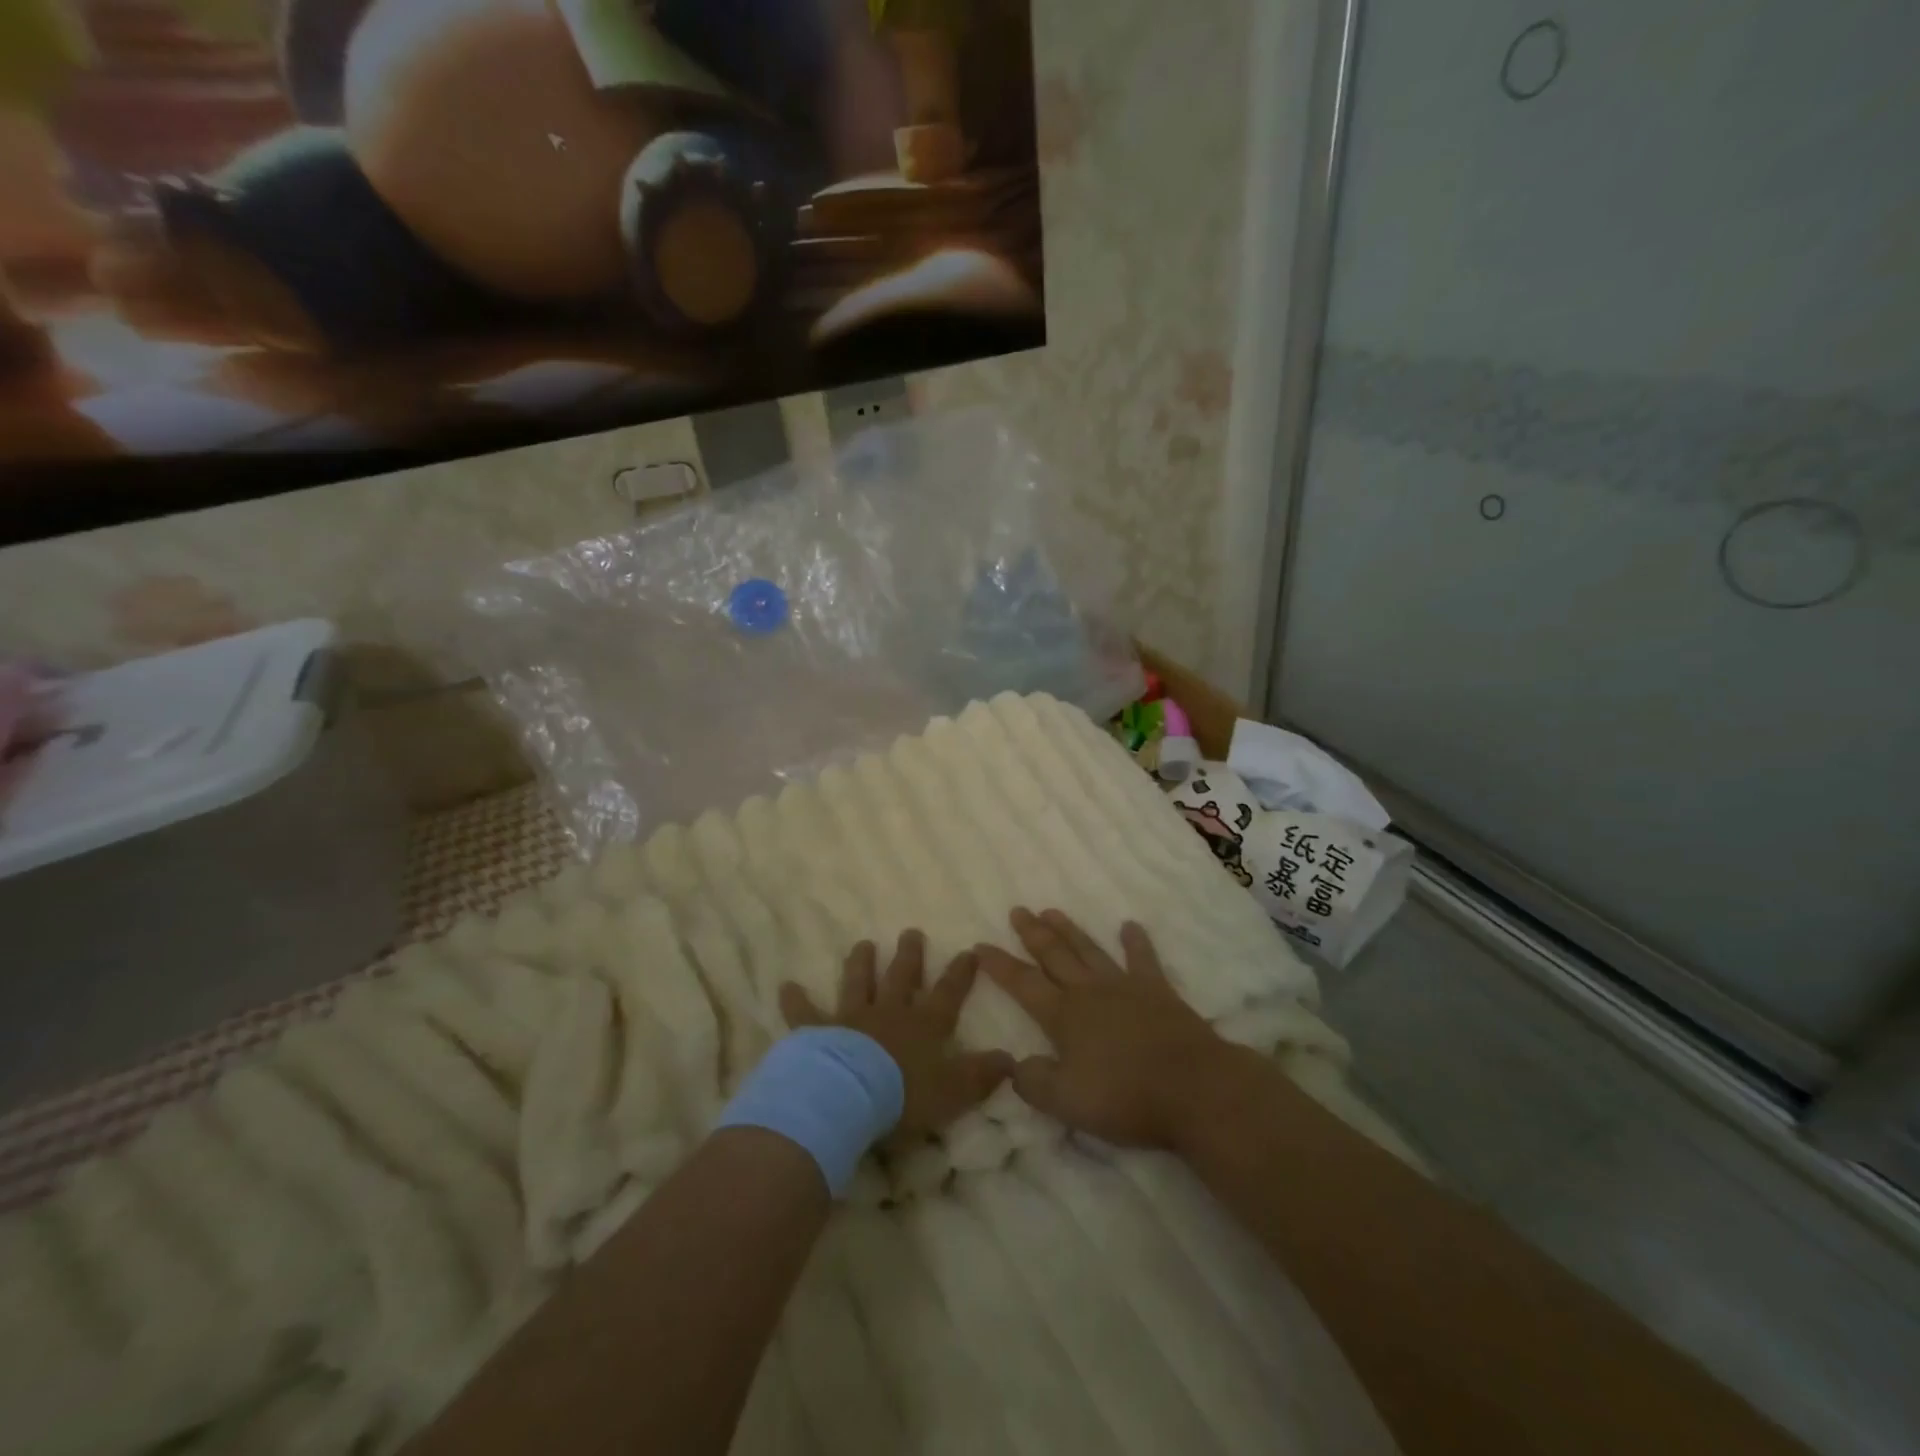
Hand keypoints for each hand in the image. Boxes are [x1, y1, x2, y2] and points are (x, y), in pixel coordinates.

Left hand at [780, 931, 1013, 1137]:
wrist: (848, 1097)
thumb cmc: (904, 1096)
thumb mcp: (954, 1091)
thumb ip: (981, 1075)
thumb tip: (1012, 1061)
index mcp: (923, 1026)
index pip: (948, 994)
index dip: (960, 973)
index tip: (969, 950)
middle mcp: (889, 1013)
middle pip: (902, 977)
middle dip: (909, 955)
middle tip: (911, 932)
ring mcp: (851, 1018)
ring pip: (859, 983)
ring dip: (861, 964)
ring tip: (863, 944)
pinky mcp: (817, 1032)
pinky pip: (805, 1013)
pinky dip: (795, 1000)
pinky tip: (786, 986)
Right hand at [976, 909, 1227, 1149]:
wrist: (1193, 1088)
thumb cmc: (1125, 1097)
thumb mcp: (1066, 1102)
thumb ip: (1034, 1082)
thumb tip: (1014, 1065)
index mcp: (1063, 1016)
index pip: (1022, 984)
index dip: (999, 965)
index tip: (979, 945)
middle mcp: (1089, 992)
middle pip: (1055, 956)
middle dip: (1033, 934)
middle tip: (1018, 911)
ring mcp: (1125, 987)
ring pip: (1089, 950)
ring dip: (1069, 930)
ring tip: (1052, 911)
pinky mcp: (1158, 992)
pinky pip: (1143, 960)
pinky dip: (1135, 942)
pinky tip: (1129, 926)